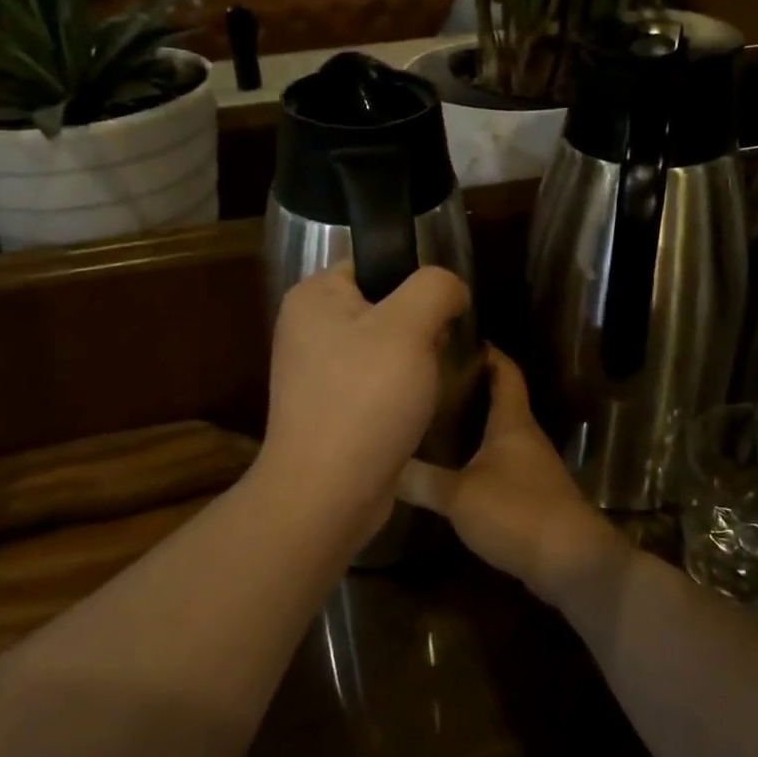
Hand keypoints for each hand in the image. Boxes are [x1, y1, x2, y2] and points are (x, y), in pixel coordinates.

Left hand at [258, 264, 470, 528]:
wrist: (328, 493)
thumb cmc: (365, 399)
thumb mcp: (409, 326)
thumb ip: (435, 287)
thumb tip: (450, 289)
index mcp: (313, 296)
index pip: (373, 263)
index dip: (413, 282)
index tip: (440, 314)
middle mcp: (307, 328)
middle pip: (382, 306)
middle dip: (417, 328)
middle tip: (433, 354)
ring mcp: (315, 372)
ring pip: (384, 348)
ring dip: (413, 363)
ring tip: (426, 386)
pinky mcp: (329, 408)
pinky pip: (374, 383)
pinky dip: (397, 393)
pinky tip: (411, 412)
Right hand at [403, 349, 630, 605]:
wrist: (572, 563)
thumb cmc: (516, 512)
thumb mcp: (458, 495)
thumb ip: (421, 479)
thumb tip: (384, 465)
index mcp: (513, 422)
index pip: (505, 372)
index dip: (489, 353)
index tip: (462, 338)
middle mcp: (526, 437)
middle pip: (502, 401)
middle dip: (472, 390)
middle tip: (433, 383)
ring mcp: (533, 468)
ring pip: (501, 435)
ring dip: (476, 427)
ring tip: (436, 422)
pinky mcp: (534, 496)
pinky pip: (503, 465)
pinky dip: (481, 459)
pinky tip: (456, 470)